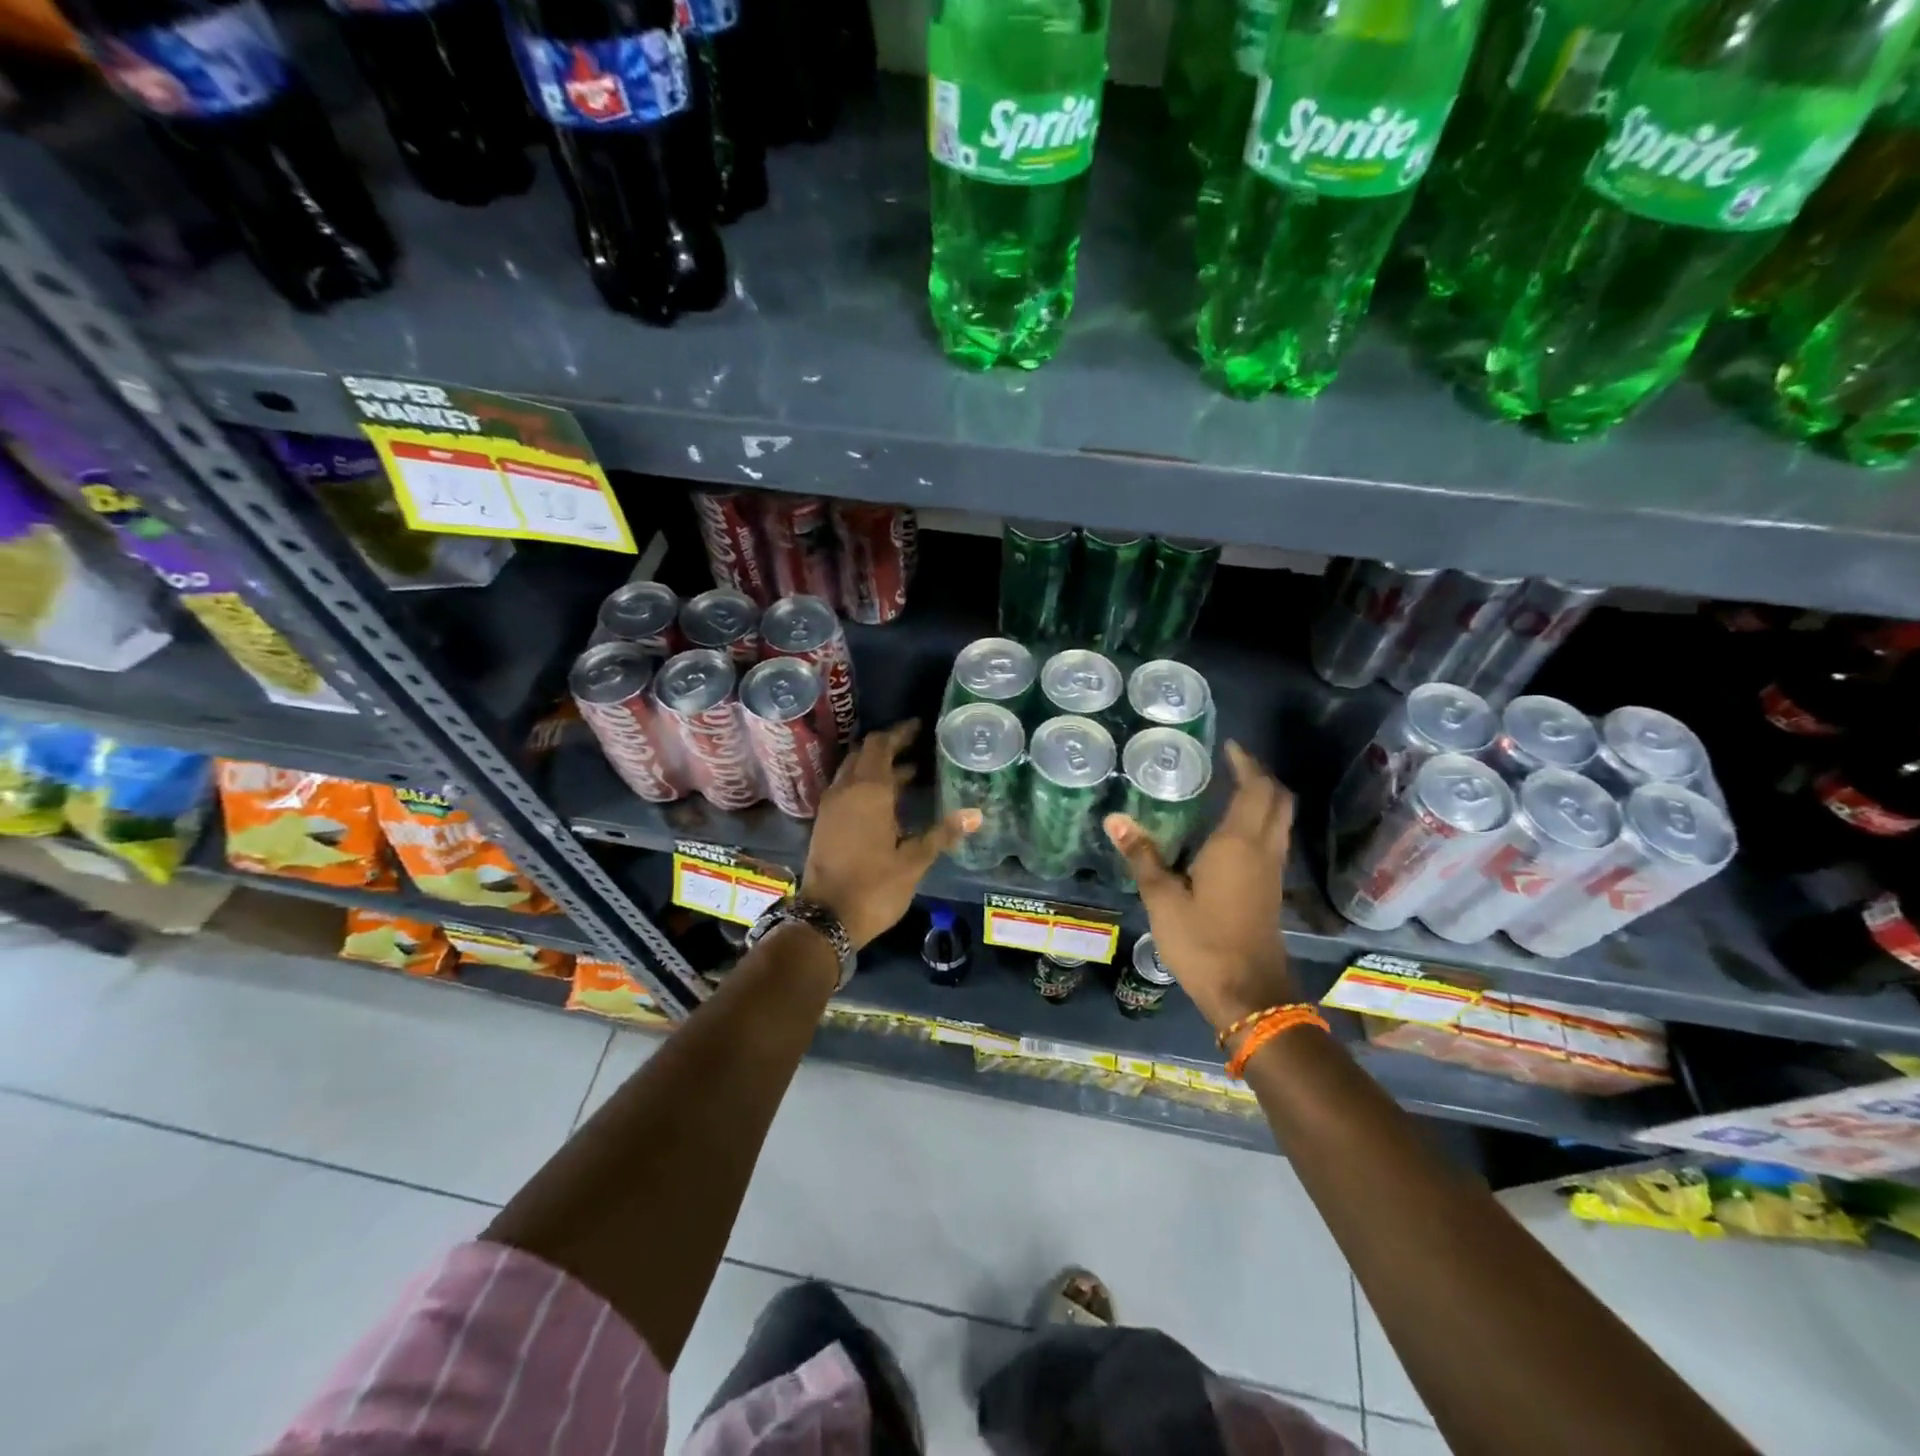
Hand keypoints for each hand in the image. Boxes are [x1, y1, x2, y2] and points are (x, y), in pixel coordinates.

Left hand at [802, 721, 978, 949]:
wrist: (826, 918)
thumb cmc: (875, 887)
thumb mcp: (914, 861)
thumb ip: (942, 833)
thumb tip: (976, 814)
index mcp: (868, 791)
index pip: (881, 745)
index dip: (900, 733)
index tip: (920, 726)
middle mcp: (845, 790)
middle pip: (864, 753)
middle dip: (889, 746)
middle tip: (917, 746)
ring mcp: (831, 806)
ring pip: (853, 771)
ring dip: (877, 766)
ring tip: (910, 772)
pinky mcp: (825, 823)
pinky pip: (846, 789)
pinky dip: (866, 784)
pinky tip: (888, 801)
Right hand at [1105, 741, 1296, 1035]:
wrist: (1249, 994)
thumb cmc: (1203, 942)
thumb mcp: (1162, 899)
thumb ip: (1142, 855)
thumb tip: (1115, 819)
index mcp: (1238, 844)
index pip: (1256, 789)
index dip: (1246, 764)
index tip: (1229, 746)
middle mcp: (1263, 851)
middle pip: (1278, 800)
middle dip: (1260, 776)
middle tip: (1232, 764)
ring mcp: (1272, 872)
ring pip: (1280, 821)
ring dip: (1264, 799)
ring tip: (1231, 789)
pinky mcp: (1272, 891)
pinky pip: (1273, 841)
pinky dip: (1260, 822)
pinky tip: (1231, 833)